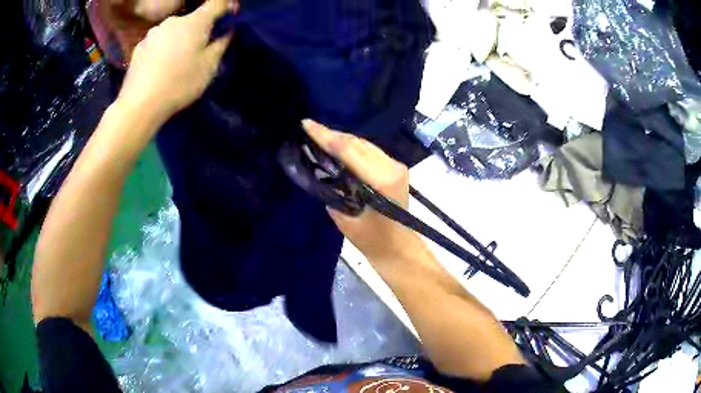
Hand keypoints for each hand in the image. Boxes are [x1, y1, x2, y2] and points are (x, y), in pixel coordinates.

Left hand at [117, 0, 235, 126]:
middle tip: (200, 49)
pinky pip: (158, 42)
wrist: (139, 105)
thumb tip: (226, 30)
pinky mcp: (139, 47)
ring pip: (174, 30)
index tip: (229, 17)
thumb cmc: (179, 84)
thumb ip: (221, 43)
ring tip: (176, 61)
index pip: (216, 2)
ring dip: (179, 38)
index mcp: (194, 21)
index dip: (226, 6)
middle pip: (193, 18)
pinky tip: (160, 67)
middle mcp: (173, 20)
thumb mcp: (209, 67)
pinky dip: (163, 49)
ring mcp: (153, 33)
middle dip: (199, 29)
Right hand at [302, 119, 425, 263]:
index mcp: (381, 180)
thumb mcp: (345, 218)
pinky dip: (350, 147)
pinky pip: (368, 150)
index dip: (326, 136)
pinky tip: (336, 146)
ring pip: (363, 143)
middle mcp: (392, 166)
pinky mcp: (395, 167)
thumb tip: (320, 167)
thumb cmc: (371, 239)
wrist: (397, 246)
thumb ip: (333, 188)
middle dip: (331, 134)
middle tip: (307, 128)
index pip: (349, 149)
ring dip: (340, 139)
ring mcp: (396, 164)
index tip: (306, 125)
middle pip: (357, 142)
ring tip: (317, 135)